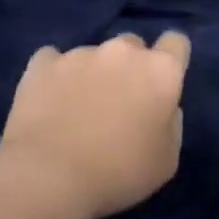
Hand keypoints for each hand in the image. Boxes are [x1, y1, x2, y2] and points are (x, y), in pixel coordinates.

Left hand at [0, 31, 190, 218]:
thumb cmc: (119, 172)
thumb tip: (163, 108)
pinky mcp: (43, 64)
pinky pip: (52, 61)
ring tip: (76, 110)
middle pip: (133, 45)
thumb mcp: (166, 160)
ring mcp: (80, 54)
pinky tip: (48, 101)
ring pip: (93, 54)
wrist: (48, 177)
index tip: (161, 85)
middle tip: (119, 102)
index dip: (171, 60)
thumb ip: (171, 123)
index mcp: (160, 71)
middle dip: (129, 66)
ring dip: (92, 73)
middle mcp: (123, 51)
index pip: (176, 42)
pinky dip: (54, 76)